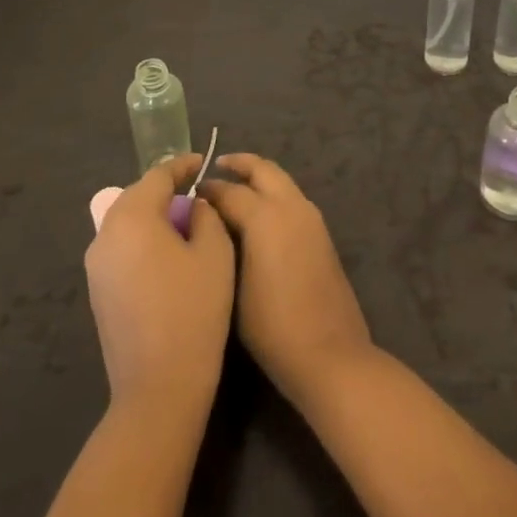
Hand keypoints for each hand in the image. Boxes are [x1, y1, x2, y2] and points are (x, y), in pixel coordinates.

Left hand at [85, 154, 234, 419]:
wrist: (159, 385)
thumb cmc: (194, 310)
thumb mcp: (214, 253)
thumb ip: (205, 216)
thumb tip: (192, 206)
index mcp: (132, 217)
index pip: (157, 176)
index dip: (182, 166)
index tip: (202, 163)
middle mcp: (105, 234)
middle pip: (136, 196)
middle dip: (165, 189)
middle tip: (195, 191)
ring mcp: (96, 266)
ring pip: (126, 223)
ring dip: (153, 216)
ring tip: (184, 222)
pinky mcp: (97, 291)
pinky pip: (121, 248)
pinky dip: (143, 240)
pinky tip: (167, 255)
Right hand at [199, 155, 373, 411]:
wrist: (328, 352)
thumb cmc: (271, 326)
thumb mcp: (233, 285)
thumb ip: (222, 244)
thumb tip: (213, 222)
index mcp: (266, 216)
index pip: (229, 190)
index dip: (207, 190)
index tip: (188, 192)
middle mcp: (291, 207)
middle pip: (263, 169)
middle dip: (239, 164)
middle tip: (216, 167)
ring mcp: (311, 218)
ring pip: (282, 181)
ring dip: (259, 177)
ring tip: (234, 188)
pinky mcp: (321, 233)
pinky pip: (293, 199)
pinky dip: (273, 194)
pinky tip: (257, 214)